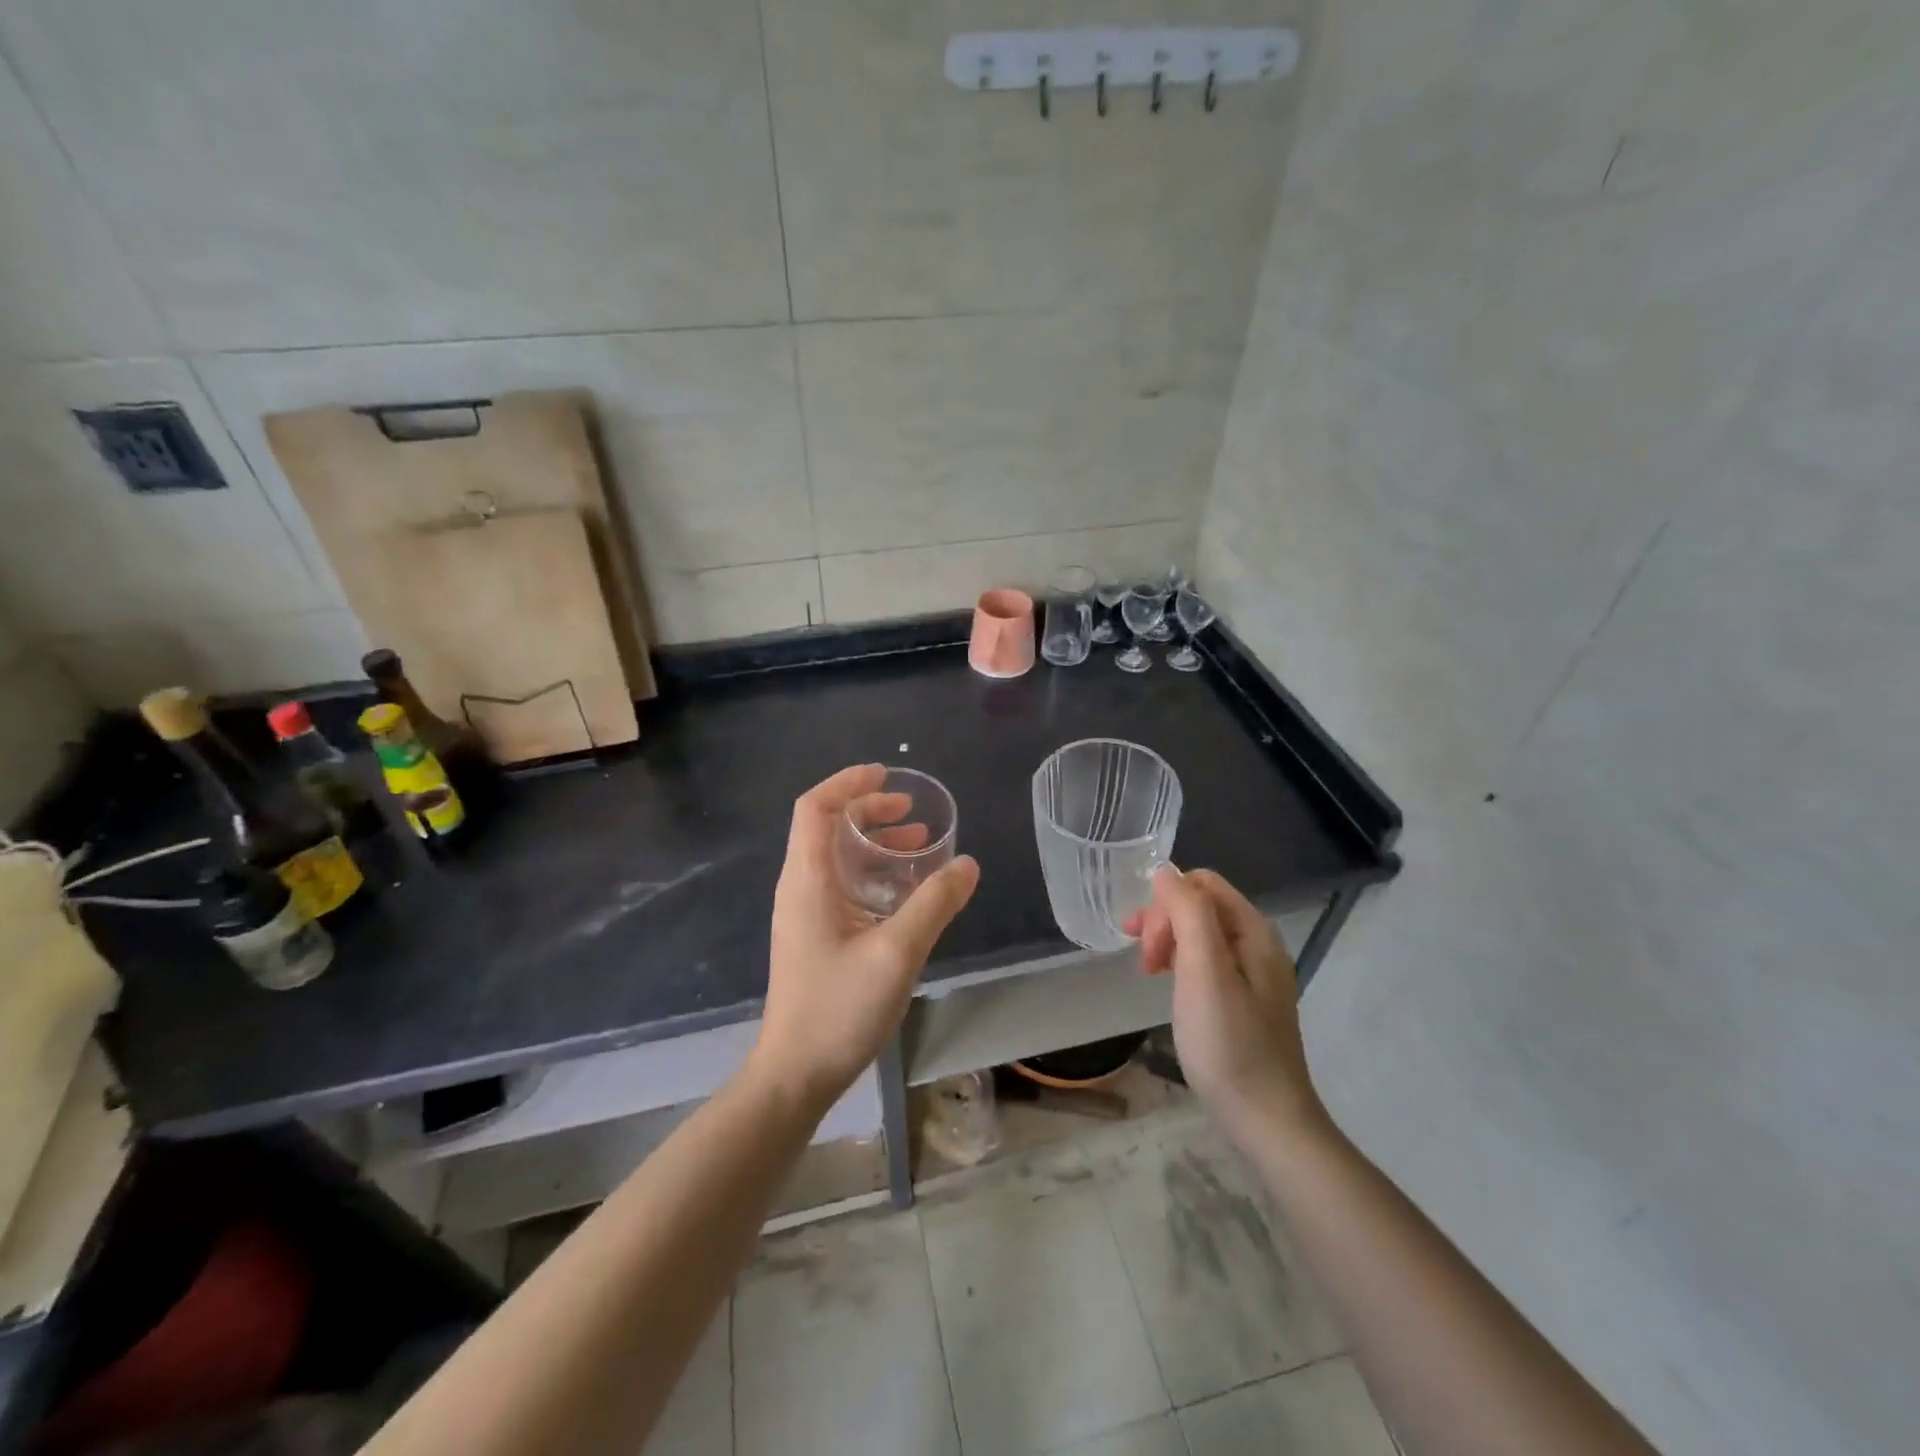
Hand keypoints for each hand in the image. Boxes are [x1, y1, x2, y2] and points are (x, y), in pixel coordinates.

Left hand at [755, 764, 978, 1105]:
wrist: (796, 1074)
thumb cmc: (839, 1008)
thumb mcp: (897, 952)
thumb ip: (934, 904)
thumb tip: (968, 863)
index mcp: (807, 880)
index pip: (815, 807)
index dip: (849, 783)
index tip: (888, 775)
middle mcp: (800, 888)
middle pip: (826, 827)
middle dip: (868, 810)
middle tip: (911, 812)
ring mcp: (805, 913)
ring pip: (836, 857)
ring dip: (873, 842)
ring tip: (918, 844)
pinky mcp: (815, 935)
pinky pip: (842, 885)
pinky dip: (872, 873)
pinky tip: (905, 891)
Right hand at [1125, 867, 1326, 1148]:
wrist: (1267, 1121)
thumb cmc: (1229, 1044)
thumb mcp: (1204, 972)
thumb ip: (1188, 913)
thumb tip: (1165, 872)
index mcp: (1253, 931)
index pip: (1202, 883)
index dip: (1165, 903)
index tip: (1145, 944)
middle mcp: (1258, 944)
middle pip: (1200, 906)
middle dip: (1163, 922)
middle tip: (1143, 963)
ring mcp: (1254, 973)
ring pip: (1200, 933)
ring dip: (1168, 942)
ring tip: (1148, 972)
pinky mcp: (1245, 999)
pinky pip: (1206, 960)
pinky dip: (1180, 963)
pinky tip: (1170, 986)